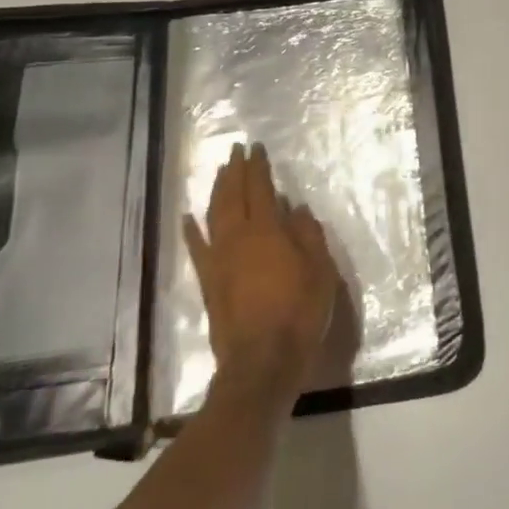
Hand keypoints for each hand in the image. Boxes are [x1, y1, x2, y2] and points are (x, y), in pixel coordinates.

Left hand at [185, 144, 338, 395]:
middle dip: (234, 171)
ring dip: (216, 191)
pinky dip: (191, 231)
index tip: (256, 147)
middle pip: (232, 196)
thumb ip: (309, 235)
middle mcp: (237, 237)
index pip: (259, 188)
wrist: (262, 361)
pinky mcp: (208, 282)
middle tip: (235, 151)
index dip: (258, 166)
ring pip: (213, 215)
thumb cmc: (299, 313)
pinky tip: (188, 218)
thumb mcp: (320, 271)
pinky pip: (196, 249)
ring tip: (220, 174)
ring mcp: (218, 259)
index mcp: (266, 230)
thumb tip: (295, 209)